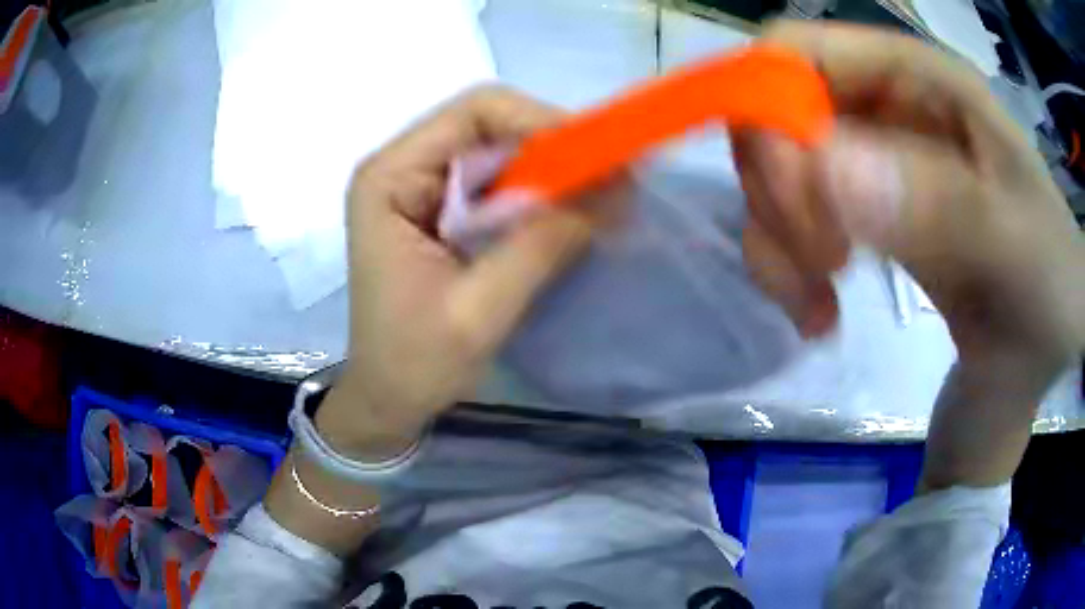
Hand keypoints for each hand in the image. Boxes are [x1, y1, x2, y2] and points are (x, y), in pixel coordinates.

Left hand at [317, 87, 595, 455]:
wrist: (387, 399)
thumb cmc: (415, 363)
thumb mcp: (481, 309)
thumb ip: (543, 243)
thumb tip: (615, 189)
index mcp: (390, 178)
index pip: (473, 113)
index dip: (540, 120)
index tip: (597, 154)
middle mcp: (402, 168)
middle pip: (489, 126)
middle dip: (553, 148)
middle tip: (610, 179)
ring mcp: (420, 188)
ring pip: (498, 153)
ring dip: (551, 172)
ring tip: (600, 198)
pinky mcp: (439, 211)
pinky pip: (496, 184)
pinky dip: (537, 195)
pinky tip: (567, 216)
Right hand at [736, 22, 1084, 393]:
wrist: (1048, 341)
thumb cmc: (1049, 283)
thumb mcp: (1019, 245)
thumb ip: (943, 204)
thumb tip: (825, 171)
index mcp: (919, 79)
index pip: (798, 52)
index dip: (768, 109)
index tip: (798, 206)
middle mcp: (882, 107)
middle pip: (773, 115)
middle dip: (780, 194)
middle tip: (825, 268)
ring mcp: (871, 162)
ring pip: (777, 176)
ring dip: (778, 242)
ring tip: (820, 309)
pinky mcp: (866, 216)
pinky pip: (793, 226)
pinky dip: (787, 270)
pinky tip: (821, 315)